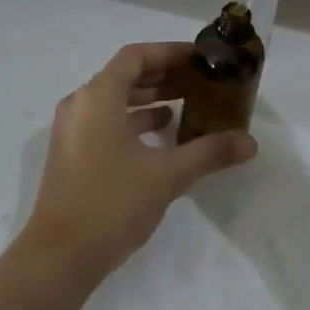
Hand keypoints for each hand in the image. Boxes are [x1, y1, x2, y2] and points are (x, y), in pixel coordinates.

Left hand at [20, 42, 256, 284]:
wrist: (59, 257)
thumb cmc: (111, 203)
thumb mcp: (167, 176)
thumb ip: (208, 153)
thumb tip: (250, 143)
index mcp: (98, 96)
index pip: (135, 56)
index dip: (169, 52)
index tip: (199, 59)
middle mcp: (80, 104)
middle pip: (124, 75)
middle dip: (163, 76)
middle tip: (199, 82)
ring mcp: (72, 130)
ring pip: (114, 100)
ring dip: (148, 99)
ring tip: (186, 107)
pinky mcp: (71, 154)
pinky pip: (105, 122)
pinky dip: (133, 121)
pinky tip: (160, 138)